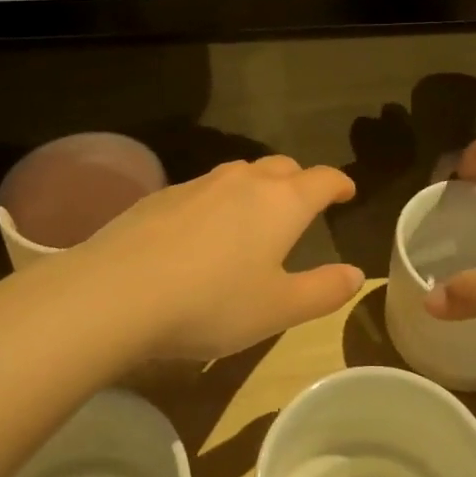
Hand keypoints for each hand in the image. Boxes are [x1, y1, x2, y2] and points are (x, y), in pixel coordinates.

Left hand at [69, 156, 363, 360]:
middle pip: (282, 167)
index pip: (322, 179)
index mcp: (282, 202)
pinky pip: (205, 188)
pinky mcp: (163, 195)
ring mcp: (200, 183)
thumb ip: (323, 291)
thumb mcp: (278, 309)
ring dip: (258, 187)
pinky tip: (204, 231)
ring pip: (241, 173)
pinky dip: (219, 201)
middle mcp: (244, 181)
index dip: (339, 183)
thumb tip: (356, 275)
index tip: (347, 192)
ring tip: (256, 214)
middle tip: (303, 204)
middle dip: (299, 181)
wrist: (119, 291)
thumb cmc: (212, 302)